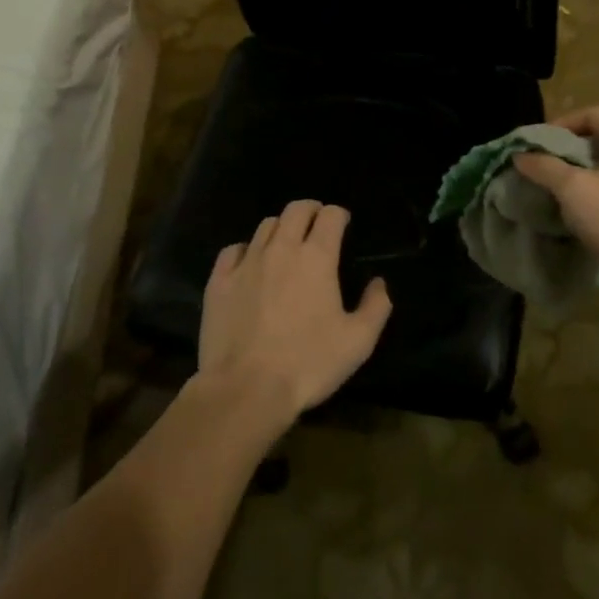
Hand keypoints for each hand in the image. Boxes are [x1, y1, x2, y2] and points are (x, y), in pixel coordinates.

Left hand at [197, 200, 393, 421]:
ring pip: (265, 226)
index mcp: (317, 258)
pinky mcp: (219, 280)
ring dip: (281, 228)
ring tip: (286, 244)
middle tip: (317, 224)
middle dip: (311, 210)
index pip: (330, 216)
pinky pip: (233, 250)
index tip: (343, 224)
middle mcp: (281, 249)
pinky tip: (250, 264)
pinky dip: (246, 250)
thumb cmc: (308, 364)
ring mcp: (246, 262)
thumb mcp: (358, 342)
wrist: (246, 389)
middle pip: (295, 210)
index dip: (339, 215)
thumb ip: (376, 307)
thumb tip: (379, 283)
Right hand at [514, 107, 598, 281]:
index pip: (594, 113)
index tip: (540, 144)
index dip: (563, 123)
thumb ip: (545, 167)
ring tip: (568, 190)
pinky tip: (595, 211)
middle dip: (575, 149)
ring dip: (592, 171)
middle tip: (550, 166)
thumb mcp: (573, 190)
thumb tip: (520, 154)